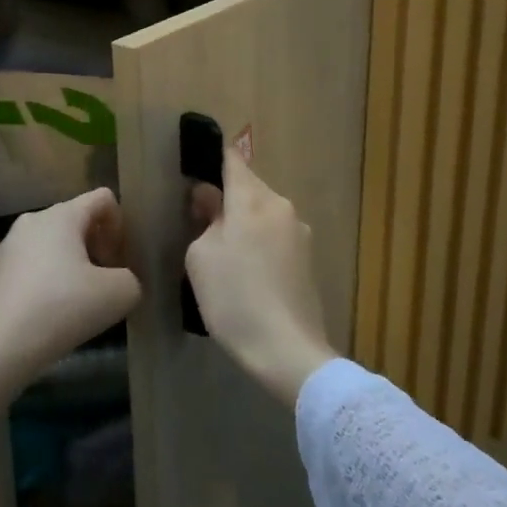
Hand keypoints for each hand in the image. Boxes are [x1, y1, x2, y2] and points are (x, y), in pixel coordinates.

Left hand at [0, 188, 141, 382]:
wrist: (0, 347)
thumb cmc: (63, 308)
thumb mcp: (120, 294)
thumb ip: (131, 278)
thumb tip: (120, 281)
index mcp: (62, 214)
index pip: (103, 199)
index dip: (120, 226)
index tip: (117, 260)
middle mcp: (33, 220)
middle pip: (78, 220)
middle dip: (97, 246)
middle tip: (103, 282)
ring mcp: (10, 246)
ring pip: (55, 243)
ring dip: (74, 264)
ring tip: (79, 300)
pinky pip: (35, 264)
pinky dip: (51, 280)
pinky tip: (53, 311)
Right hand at [186, 151, 337, 405]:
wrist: (287, 350)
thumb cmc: (234, 298)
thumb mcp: (201, 258)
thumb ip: (205, 221)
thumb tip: (210, 199)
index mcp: (254, 200)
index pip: (233, 161)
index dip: (215, 156)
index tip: (198, 160)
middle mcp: (282, 206)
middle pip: (249, 188)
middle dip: (227, 196)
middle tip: (200, 218)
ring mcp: (300, 232)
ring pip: (264, 213)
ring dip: (244, 221)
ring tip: (223, 251)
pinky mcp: (308, 258)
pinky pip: (276, 236)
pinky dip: (259, 243)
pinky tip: (247, 271)